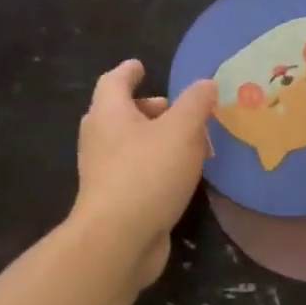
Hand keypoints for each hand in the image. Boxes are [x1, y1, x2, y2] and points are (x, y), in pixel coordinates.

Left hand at [71, 60, 216, 287]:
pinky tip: (180, 176)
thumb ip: (196, 104)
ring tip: (188, 143)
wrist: (119, 239)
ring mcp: (104, 172)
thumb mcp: (182, 131)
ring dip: (156, 139)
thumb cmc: (148, 174)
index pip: (114, 81)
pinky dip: (156, 165)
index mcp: (109, 113)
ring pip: (129, 144)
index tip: (142, 66)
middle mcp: (100, 139)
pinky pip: (136, 171)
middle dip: (148, 108)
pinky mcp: (114, 199)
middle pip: (120, 113)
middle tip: (175, 109)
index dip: (129, 71)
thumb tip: (205, 84)